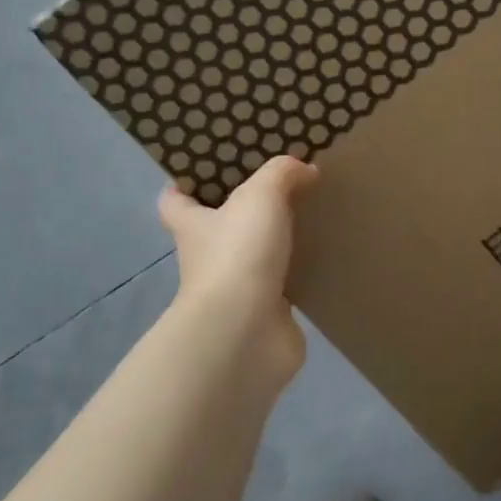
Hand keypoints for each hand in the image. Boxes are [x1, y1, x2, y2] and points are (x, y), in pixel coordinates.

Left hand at [158, 156, 318, 373]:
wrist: (246, 332)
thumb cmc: (238, 254)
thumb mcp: (260, 196)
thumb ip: (282, 173)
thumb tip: (305, 169)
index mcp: (193, 225)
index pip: (174, 201)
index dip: (185, 184)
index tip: (211, 169)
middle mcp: (208, 256)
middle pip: (219, 226)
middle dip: (245, 209)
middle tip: (281, 184)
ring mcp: (236, 287)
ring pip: (255, 254)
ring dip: (278, 240)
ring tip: (312, 214)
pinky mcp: (266, 311)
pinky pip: (285, 282)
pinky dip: (301, 270)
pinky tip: (327, 252)